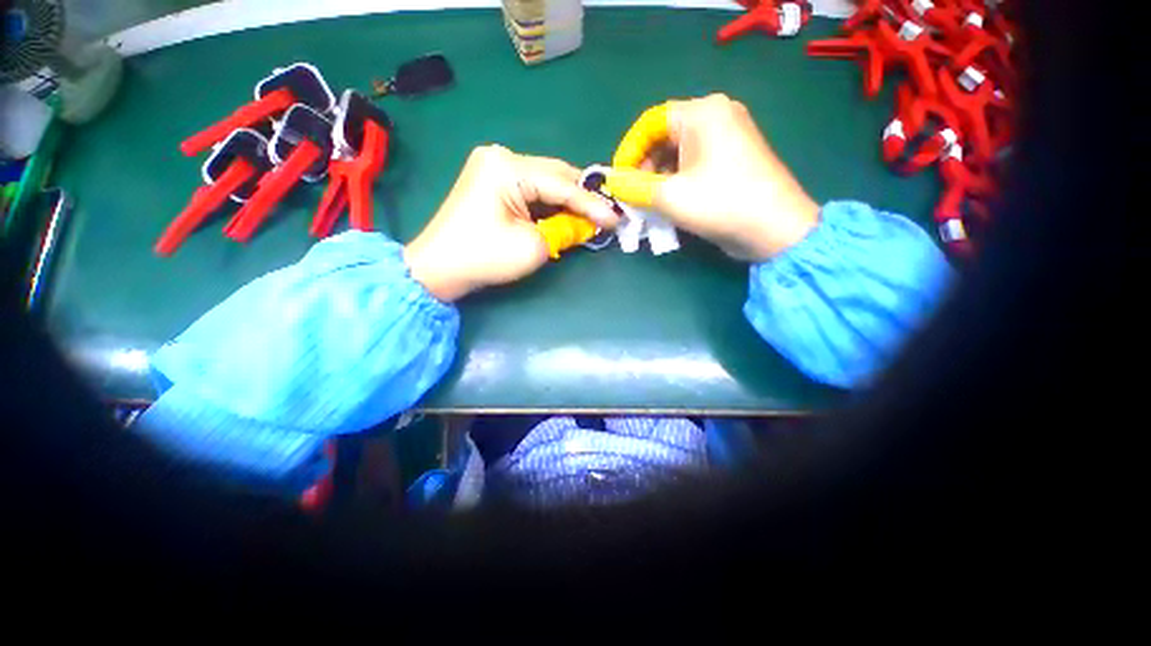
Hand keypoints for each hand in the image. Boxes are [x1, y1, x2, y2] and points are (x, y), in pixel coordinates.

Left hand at [404, 145, 618, 301]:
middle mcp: (501, 156)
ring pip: (545, 182)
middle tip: (606, 217)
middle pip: (555, 175)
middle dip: (581, 199)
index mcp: (508, 167)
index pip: (562, 184)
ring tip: (590, 218)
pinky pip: (530, 188)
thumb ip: (566, 230)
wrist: (438, 268)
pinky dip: (549, 204)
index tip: (616, 218)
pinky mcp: (491, 180)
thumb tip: (588, 224)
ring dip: (567, 201)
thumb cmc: (484, 258)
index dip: (593, 204)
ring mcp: (493, 166)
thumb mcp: (534, 247)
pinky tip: (563, 216)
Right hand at [605, 94, 819, 261]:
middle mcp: (717, 115)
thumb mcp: (669, 196)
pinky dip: (677, 181)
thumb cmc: (720, 203)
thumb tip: (612, 181)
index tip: (618, 178)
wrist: (775, 229)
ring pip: (679, 153)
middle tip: (633, 195)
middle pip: (665, 136)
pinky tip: (669, 203)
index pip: (651, 122)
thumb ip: (634, 186)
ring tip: (648, 204)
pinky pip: (695, 163)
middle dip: (644, 167)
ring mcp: (729, 136)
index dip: (629, 149)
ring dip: (659, 178)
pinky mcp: (733, 158)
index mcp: (703, 112)